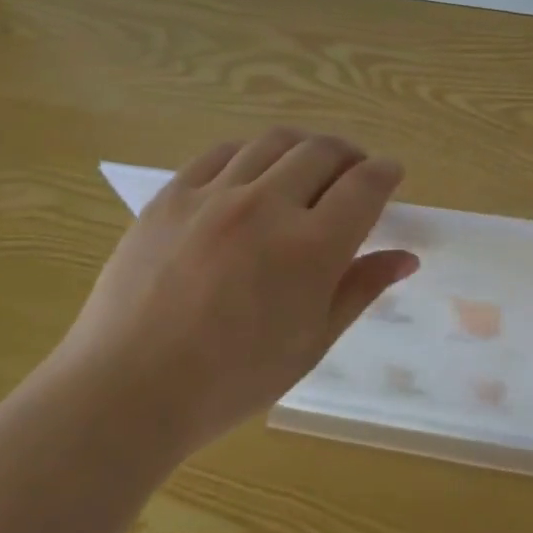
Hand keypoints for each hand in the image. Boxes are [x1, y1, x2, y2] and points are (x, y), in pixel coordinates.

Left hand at [58, 128, 417, 458]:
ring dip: (304, 147)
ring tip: (307, 167)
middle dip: (350, 155)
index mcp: (310, 248)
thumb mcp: (311, 342)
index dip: (385, 173)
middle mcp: (267, 206)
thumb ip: (360, 289)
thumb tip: (405, 257)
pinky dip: (252, 154)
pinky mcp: (172, 195)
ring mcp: (214, 195)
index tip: (391, 174)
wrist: (127, 390)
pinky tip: (253, 174)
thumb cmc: (231, 380)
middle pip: (323, 151)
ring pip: (276, 142)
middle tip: (352, 174)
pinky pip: (223, 153)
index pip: (365, 185)